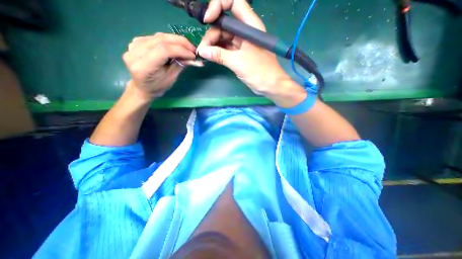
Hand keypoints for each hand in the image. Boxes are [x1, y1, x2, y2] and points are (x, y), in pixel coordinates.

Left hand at [122, 33, 201, 98]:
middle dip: (180, 43)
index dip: (180, 50)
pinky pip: (156, 38)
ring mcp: (133, 45)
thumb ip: (179, 65)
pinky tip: (176, 46)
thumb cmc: (157, 87)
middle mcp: (135, 53)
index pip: (163, 50)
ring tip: (187, 47)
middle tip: (193, 49)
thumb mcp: (171, 78)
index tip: (193, 55)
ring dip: (176, 40)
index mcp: (143, 67)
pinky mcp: (136, 42)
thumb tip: (191, 57)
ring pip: (159, 36)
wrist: (142, 87)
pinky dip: (169, 41)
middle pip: (161, 40)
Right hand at [195, 0, 296, 97]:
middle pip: (225, 24)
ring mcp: (243, 44)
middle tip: (203, 49)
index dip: (218, 6)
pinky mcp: (240, 54)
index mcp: (250, 26)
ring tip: (205, 54)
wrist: (270, 86)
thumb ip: (220, 55)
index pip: (233, 3)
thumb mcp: (239, 62)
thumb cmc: (259, 72)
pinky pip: (227, 49)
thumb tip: (202, 51)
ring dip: (213, 44)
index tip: (207, 20)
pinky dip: (218, 52)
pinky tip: (211, 56)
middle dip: (212, 34)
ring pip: (224, 38)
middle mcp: (246, 32)